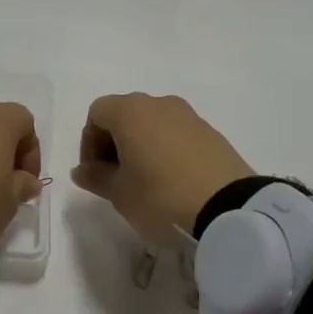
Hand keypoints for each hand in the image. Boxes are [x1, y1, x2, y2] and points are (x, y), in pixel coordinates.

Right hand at [71, 93, 253, 243]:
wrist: (231, 210)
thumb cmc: (162, 197)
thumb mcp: (120, 194)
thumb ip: (96, 177)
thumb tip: (81, 170)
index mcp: (130, 111)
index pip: (96, 113)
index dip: (88, 142)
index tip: (95, 173)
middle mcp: (158, 103)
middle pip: (124, 114)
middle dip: (113, 143)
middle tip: (116, 178)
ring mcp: (188, 115)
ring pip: (152, 123)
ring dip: (141, 145)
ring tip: (145, 182)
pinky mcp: (211, 132)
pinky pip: (176, 133)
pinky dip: (165, 149)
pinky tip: (172, 181)